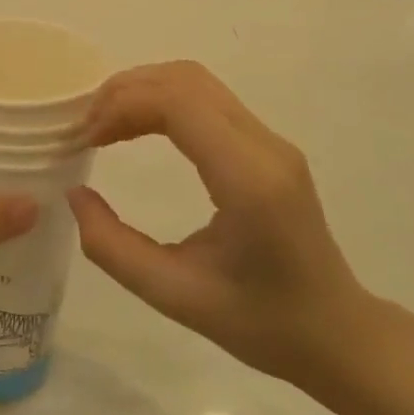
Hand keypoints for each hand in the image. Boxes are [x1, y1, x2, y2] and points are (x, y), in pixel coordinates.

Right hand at [67, 62, 369, 386]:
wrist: (338, 334)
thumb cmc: (261, 324)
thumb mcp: (175, 297)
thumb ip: (114, 248)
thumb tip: (75, 193)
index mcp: (248, 180)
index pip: (179, 103)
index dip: (122, 106)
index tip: (85, 139)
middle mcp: (264, 146)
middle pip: (185, 80)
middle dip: (126, 91)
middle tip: (86, 127)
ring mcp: (271, 141)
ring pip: (196, 82)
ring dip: (143, 91)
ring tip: (105, 126)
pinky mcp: (268, 145)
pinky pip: (208, 100)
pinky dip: (163, 102)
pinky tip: (138, 130)